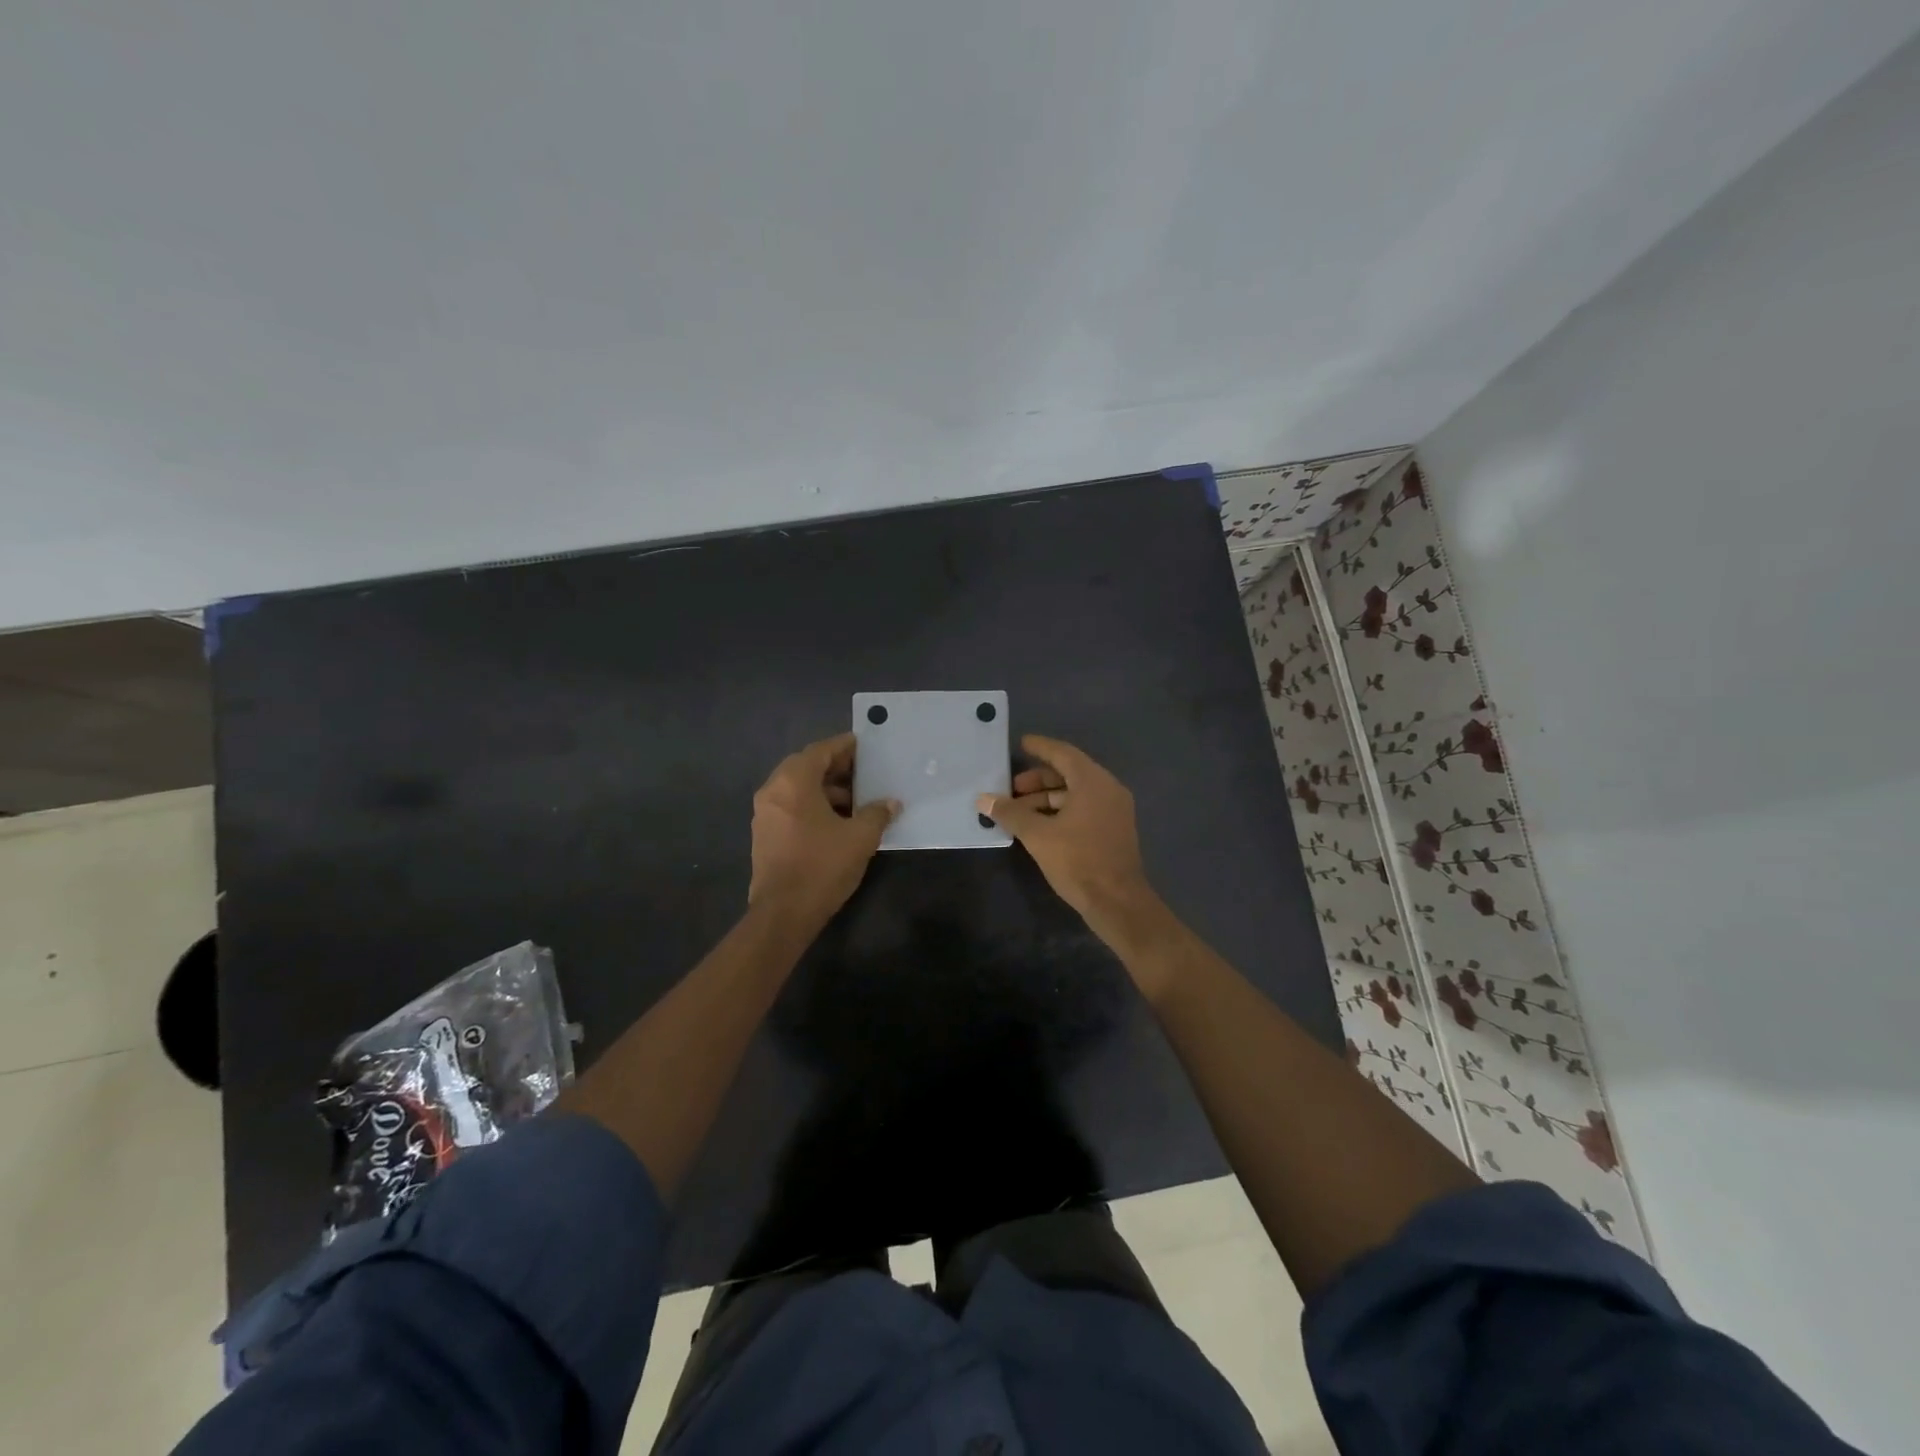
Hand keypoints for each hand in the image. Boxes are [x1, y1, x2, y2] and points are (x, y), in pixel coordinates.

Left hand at [749, 732, 897, 923]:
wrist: (784, 913)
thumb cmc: (822, 866)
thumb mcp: (860, 837)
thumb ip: (877, 814)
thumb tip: (890, 803)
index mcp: (793, 782)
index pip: (820, 751)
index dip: (844, 746)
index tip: (864, 745)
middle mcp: (773, 790)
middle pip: (806, 767)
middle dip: (836, 768)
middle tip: (864, 772)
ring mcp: (765, 814)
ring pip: (798, 789)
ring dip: (825, 789)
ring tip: (856, 800)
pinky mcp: (765, 834)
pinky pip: (791, 807)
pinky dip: (812, 805)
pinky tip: (837, 821)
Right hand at [978, 735, 1164, 945]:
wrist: (1117, 901)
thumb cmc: (1077, 861)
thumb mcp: (1037, 835)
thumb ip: (1010, 813)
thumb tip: (983, 799)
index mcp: (1093, 782)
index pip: (1063, 753)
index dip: (1041, 747)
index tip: (1021, 743)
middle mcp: (1108, 789)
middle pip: (1069, 773)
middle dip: (1038, 780)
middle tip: (1012, 789)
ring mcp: (1114, 810)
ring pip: (1076, 794)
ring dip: (1047, 799)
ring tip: (1019, 812)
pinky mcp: (1114, 830)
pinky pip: (1084, 808)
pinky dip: (1061, 811)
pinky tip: (1039, 826)